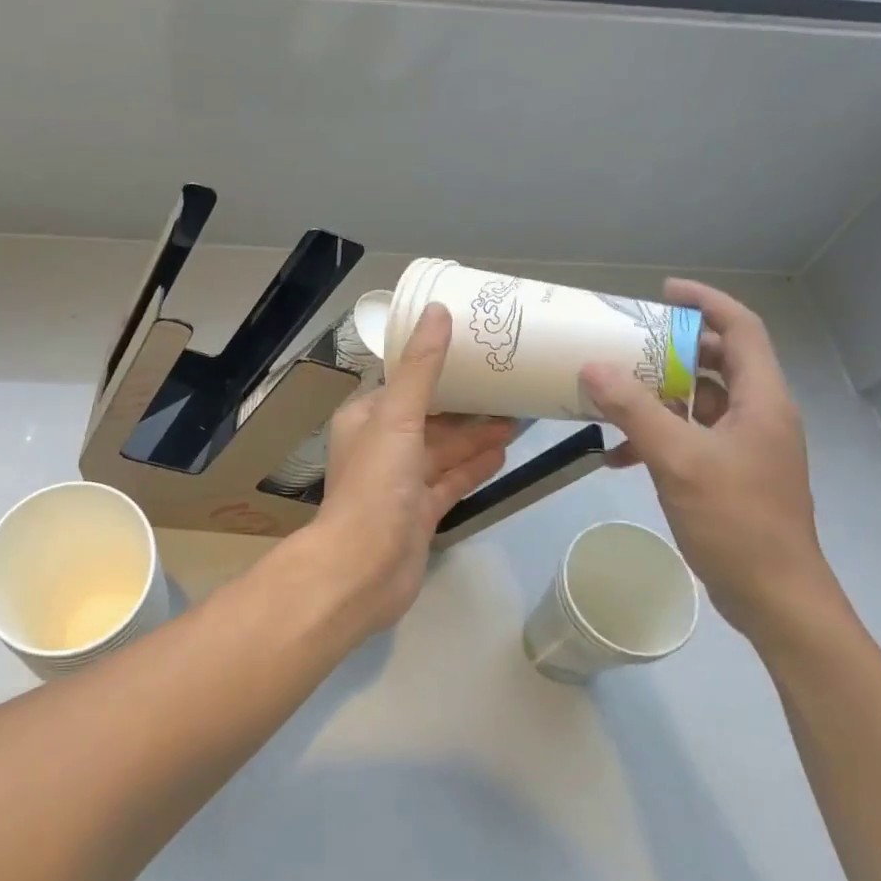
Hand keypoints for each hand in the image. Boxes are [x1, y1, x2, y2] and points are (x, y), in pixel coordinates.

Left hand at [303, 304, 513, 638]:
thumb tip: (437, 310)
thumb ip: (421, 367)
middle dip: (466, 404)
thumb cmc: (375, 485)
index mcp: (366, 418)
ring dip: (475, 435)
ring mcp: (401, 483)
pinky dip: (474, 467)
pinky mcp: (419, 512)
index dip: (437, 366)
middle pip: (429, 417)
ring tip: (517, 417)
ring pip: (443, 450)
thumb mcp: (397, 416)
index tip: (475, 351)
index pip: (404, 383)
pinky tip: (503, 453)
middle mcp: (381, 446)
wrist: (363, 569)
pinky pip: (451, 481)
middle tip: (509, 385)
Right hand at [580, 278, 841, 643]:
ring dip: (657, 394)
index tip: (664, 291)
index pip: (741, 329)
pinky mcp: (729, 473)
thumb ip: (634, 411)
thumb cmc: (736, 520)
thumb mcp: (678, 460)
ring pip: (698, 401)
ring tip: (611, 391)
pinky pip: (689, 437)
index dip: (706, 302)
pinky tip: (618, 454)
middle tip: (626, 341)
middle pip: (716, 362)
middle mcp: (757, 415)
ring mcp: (745, 446)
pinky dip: (656, 435)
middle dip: (670, 348)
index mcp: (761, 400)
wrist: (774, 597)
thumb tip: (592, 367)